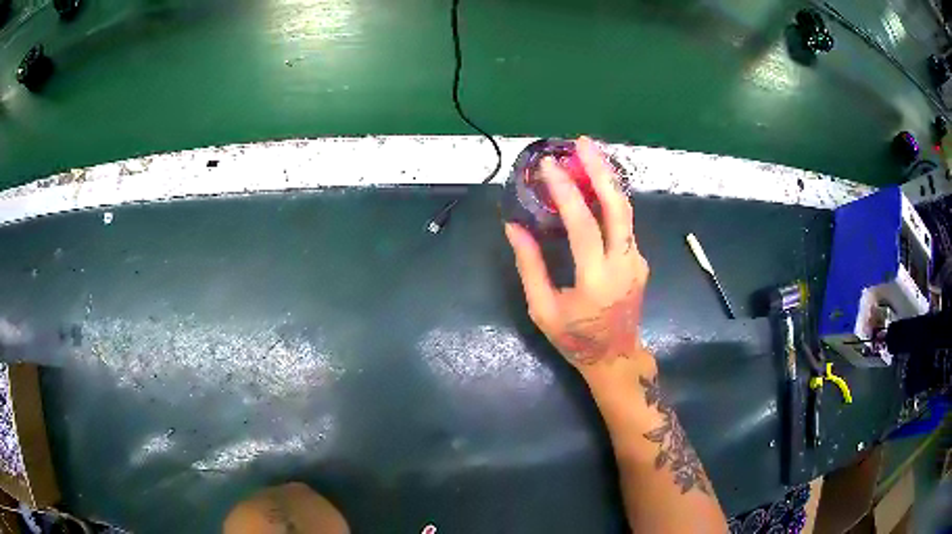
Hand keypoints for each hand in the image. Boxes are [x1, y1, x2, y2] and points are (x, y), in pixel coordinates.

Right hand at [504, 137, 650, 381]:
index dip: (565, 192)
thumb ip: (530, 266)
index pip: (583, 225)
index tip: (548, 166)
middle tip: (583, 144)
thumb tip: (514, 226)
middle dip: (601, 171)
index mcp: (596, 280)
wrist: (616, 357)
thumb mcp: (543, 309)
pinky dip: (609, 200)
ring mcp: (636, 261)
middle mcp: (623, 264)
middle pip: (618, 208)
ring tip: (590, 155)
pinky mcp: (639, 260)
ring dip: (608, 180)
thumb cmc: (575, 339)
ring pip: (626, 211)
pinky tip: (594, 187)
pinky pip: (624, 224)